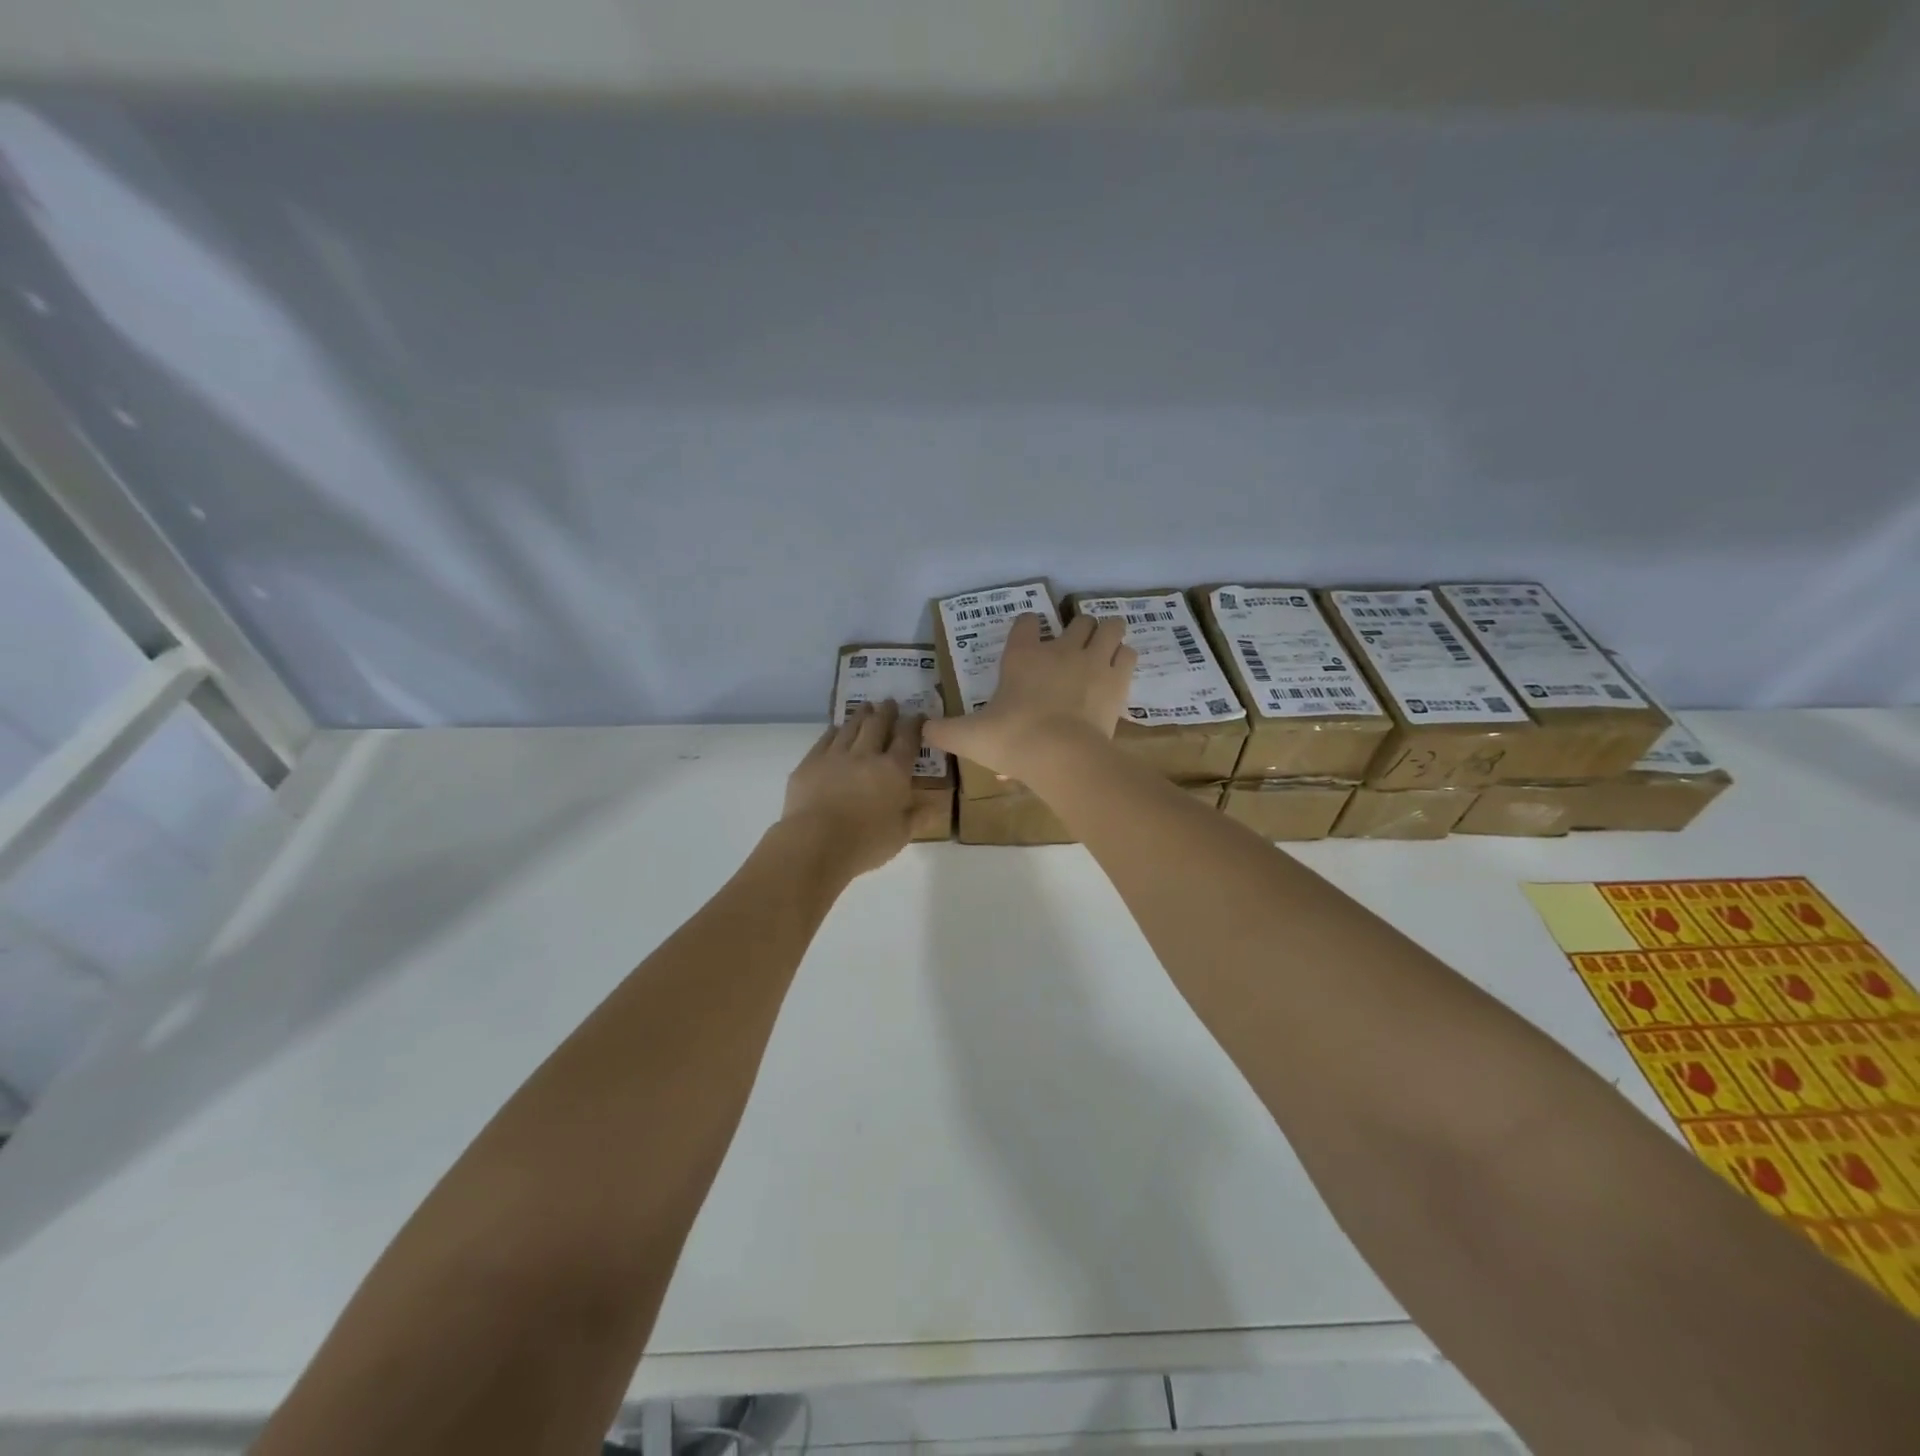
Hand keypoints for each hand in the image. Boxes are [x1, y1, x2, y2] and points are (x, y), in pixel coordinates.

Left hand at [780, 700, 923, 877]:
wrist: (815, 843)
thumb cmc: (865, 843)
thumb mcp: (901, 835)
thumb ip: (918, 817)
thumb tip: (936, 806)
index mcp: (893, 770)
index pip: (907, 739)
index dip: (914, 725)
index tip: (917, 715)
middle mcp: (866, 755)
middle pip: (878, 725)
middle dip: (886, 712)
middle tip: (889, 702)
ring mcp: (835, 756)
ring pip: (851, 727)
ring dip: (861, 715)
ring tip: (866, 708)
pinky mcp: (810, 763)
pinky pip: (825, 739)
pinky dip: (834, 731)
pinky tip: (836, 729)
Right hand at [923, 613, 1135, 779]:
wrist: (1061, 755)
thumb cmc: (1012, 740)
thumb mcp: (969, 737)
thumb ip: (944, 731)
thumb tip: (922, 730)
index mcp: (1023, 656)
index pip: (1026, 623)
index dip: (1028, 628)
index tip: (1028, 640)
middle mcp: (1060, 649)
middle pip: (1078, 620)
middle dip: (1078, 631)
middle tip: (1072, 652)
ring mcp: (1093, 660)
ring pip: (1110, 626)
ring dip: (1107, 635)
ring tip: (1101, 652)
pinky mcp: (1118, 679)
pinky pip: (1128, 653)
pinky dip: (1123, 658)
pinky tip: (1116, 673)